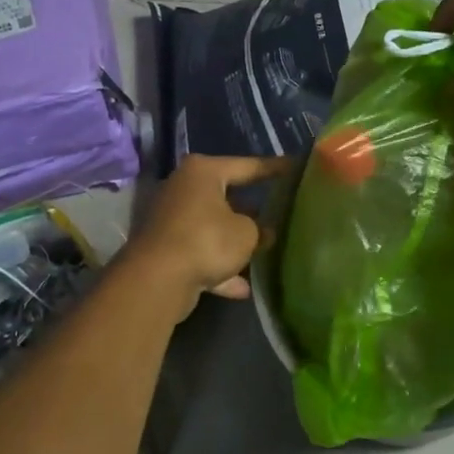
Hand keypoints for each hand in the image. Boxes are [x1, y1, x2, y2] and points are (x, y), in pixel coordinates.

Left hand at [125, 155, 289, 310]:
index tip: (296, 168)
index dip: (274, 168)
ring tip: (265, 251)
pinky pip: (200, 254)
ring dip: (235, 243)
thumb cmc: (207, 241)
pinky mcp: (165, 249)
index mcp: (203, 172)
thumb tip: (263, 232)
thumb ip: (260, 229)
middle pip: (227, 197)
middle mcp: (184, 189)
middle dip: (252, 211)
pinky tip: (242, 288)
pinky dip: (219, 268)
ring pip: (213, 227)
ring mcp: (172, 220)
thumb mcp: (246, 233)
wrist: (156, 280)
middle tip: (280, 215)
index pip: (247, 166)